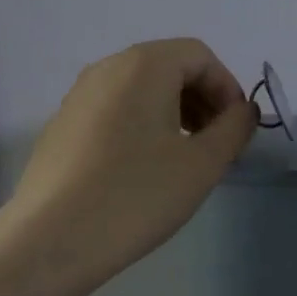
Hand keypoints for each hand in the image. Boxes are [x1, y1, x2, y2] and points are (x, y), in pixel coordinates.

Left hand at [10, 38, 255, 284]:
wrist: (53, 239)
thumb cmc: (138, 195)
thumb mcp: (202, 164)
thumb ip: (234, 129)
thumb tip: (244, 110)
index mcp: (143, 65)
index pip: (199, 56)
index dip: (227, 88)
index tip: (235, 130)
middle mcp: (106, 68)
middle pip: (168, 67)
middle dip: (201, 100)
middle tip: (215, 145)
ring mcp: (78, 96)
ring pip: (139, 90)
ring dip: (172, 113)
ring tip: (182, 159)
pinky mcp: (61, 126)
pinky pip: (113, 111)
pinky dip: (140, 126)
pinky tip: (141, 171)